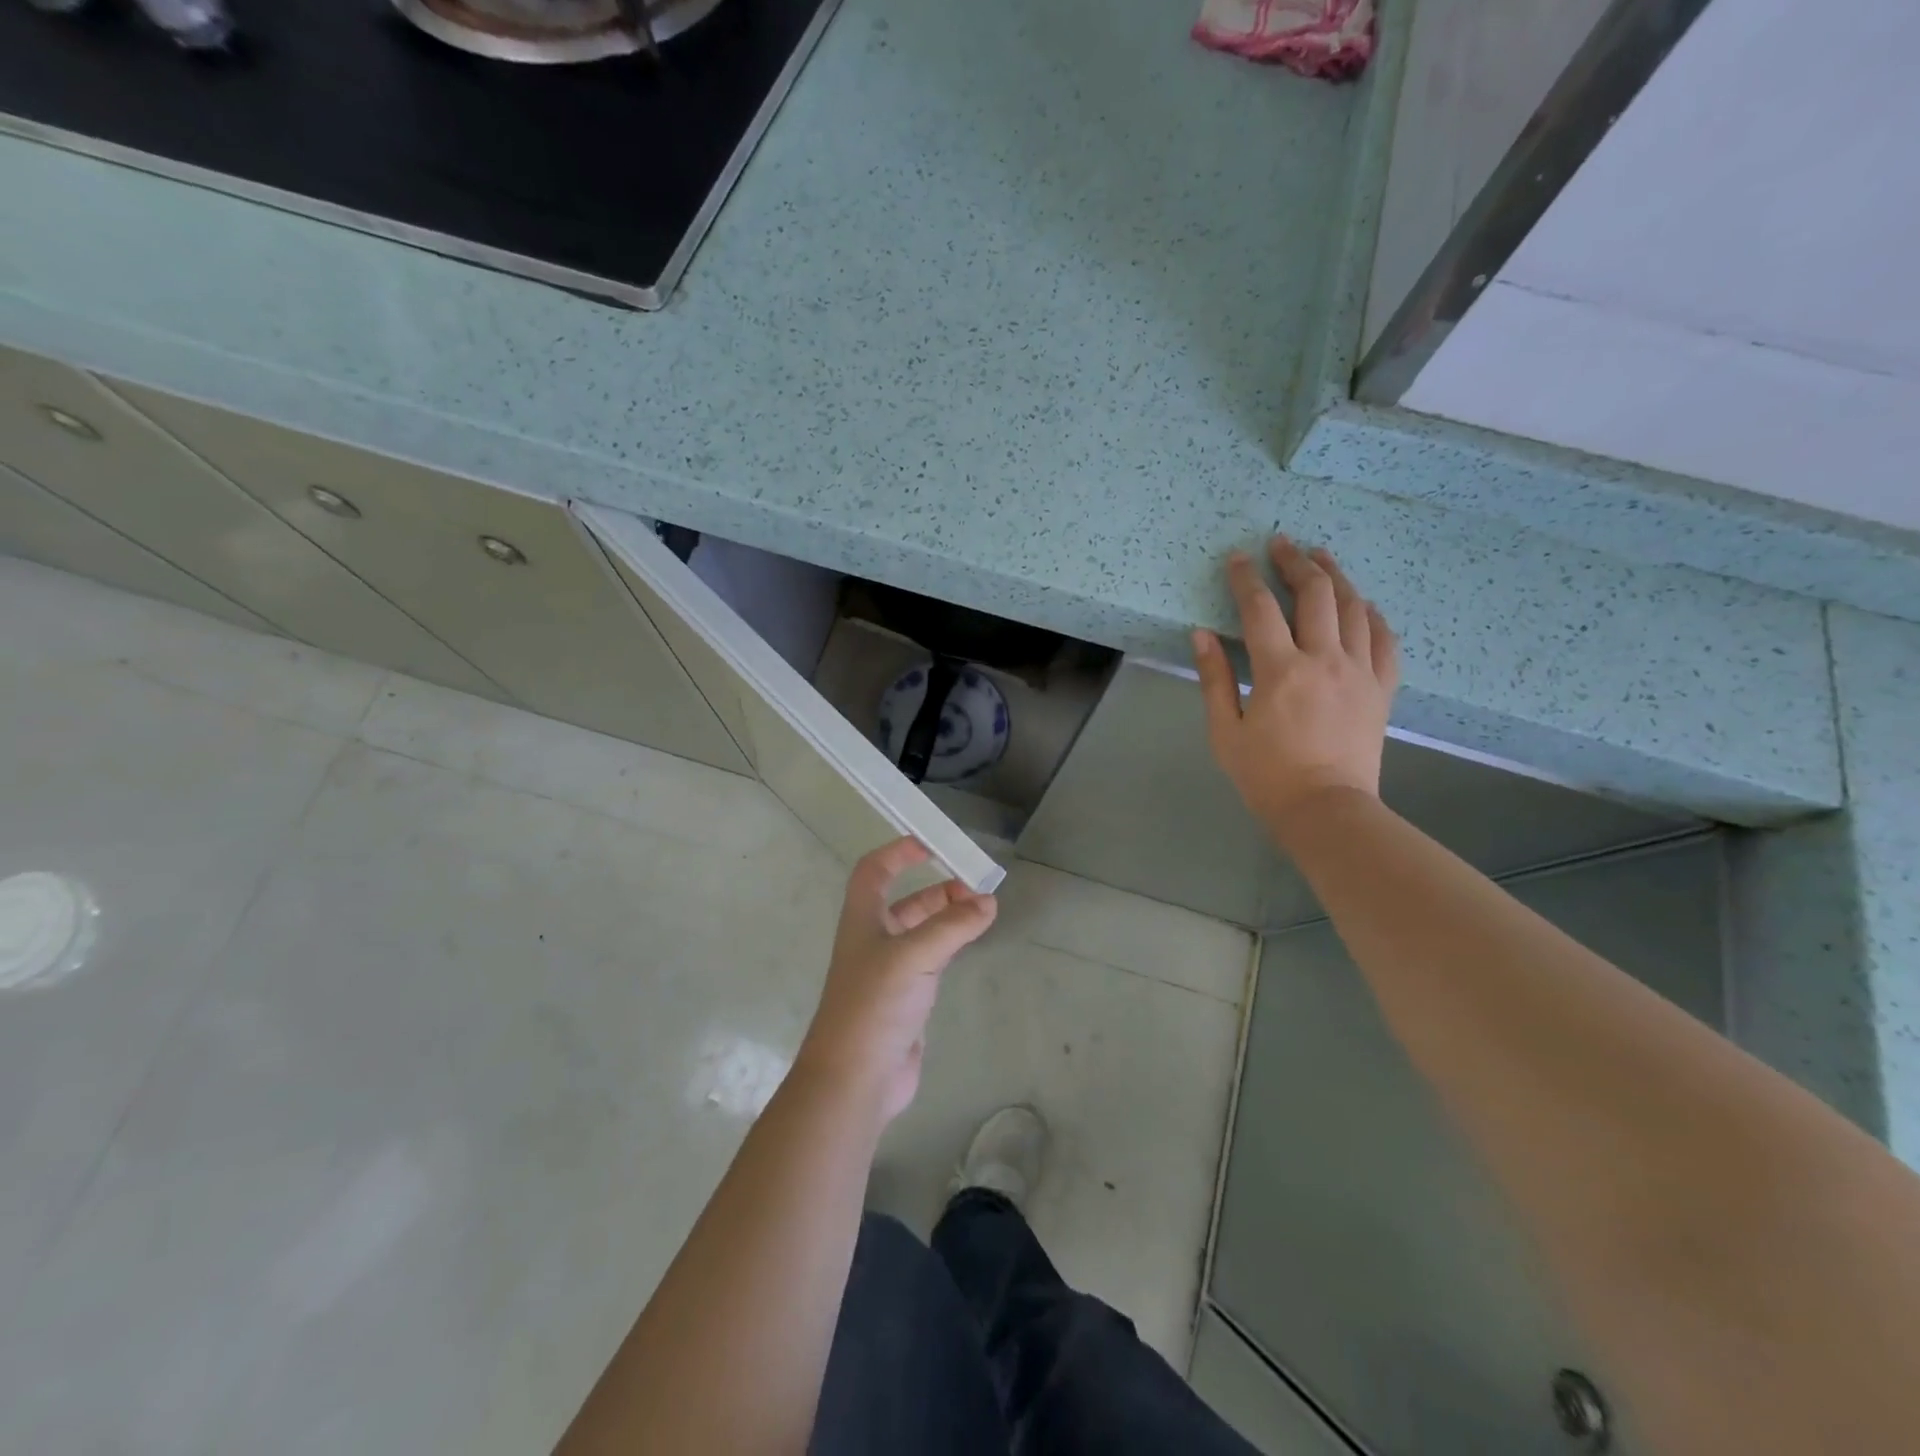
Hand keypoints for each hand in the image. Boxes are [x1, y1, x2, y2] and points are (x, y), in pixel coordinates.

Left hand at [795, 838, 997, 1122]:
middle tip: (976, 889)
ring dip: (948, 917)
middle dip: (938, 889)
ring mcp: (889, 971)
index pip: (874, 871)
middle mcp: (873, 940)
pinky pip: (931, 960)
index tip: (933, 844)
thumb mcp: (914, 956)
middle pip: (905, 901)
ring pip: (921, 931)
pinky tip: (971, 944)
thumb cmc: (874, 1005)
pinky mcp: (905, 999)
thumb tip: (987, 902)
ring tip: (983, 911)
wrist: (855, 1078)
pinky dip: (951, 945)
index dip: (898, 853)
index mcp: (863, 920)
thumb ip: (952, 926)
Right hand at [1192, 536, 1399, 832]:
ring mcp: (1360, 671)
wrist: (1327, 810)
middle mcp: (1325, 660)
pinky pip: (1385, 638)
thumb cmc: (1266, 776)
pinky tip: (1362, 603)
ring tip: (1321, 557)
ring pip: (1354, 607)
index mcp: (1280, 671)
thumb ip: (1215, 679)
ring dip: (1335, 576)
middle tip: (1282, 543)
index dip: (1246, 578)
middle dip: (1296, 562)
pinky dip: (1372, 614)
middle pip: (1315, 594)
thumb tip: (1202, 635)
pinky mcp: (1381, 687)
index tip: (1237, 557)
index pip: (1260, 609)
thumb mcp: (1226, 731)